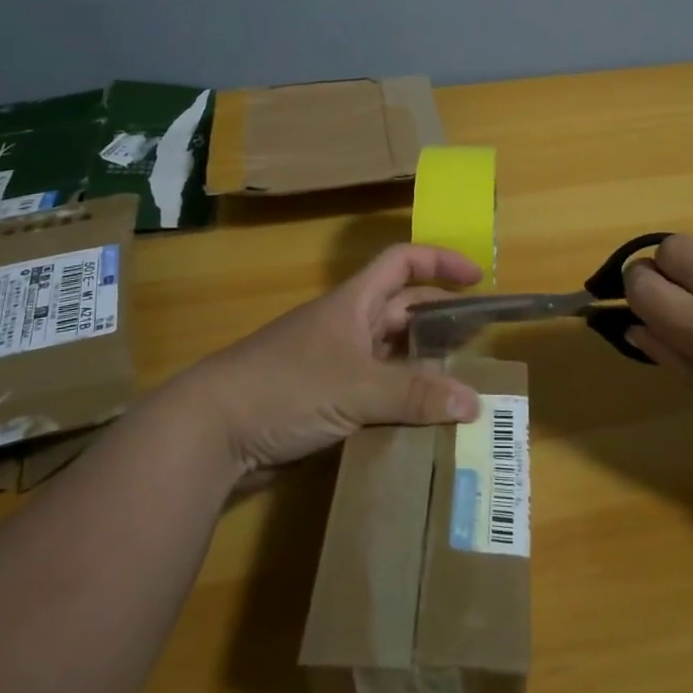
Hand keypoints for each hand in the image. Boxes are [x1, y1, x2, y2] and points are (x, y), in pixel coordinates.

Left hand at [166, 244, 484, 478]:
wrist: (213, 431)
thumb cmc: (287, 386)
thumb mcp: (357, 386)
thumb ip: (416, 394)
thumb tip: (475, 403)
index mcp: (353, 303)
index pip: (402, 263)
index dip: (439, 262)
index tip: (477, 278)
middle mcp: (347, 327)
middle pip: (402, 311)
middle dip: (441, 320)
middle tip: (480, 342)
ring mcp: (335, 365)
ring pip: (391, 357)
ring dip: (424, 368)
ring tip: (463, 388)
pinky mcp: (325, 402)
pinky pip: (376, 394)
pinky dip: (401, 403)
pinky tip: (424, 424)